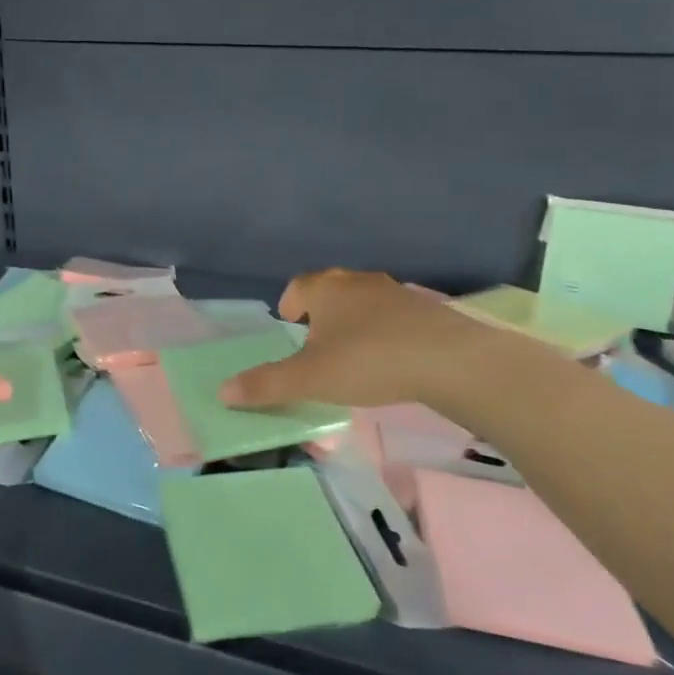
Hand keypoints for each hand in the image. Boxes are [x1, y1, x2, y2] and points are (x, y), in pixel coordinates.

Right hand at [220, 268, 504, 410]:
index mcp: (326, 289)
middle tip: (315, 337)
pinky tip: (389, 358)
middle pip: (331, 288)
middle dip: (320, 309)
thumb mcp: (310, 378)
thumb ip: (266, 385)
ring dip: (353, 319)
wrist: (451, 359)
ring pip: (364, 300)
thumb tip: (222, 391)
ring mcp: (396, 294)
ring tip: (351, 350)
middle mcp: (358, 282)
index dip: (290, 301)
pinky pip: (394, 315)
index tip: (289, 321)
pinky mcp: (427, 311)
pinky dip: (385, 330)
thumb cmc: (369, 360)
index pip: (299, 285)